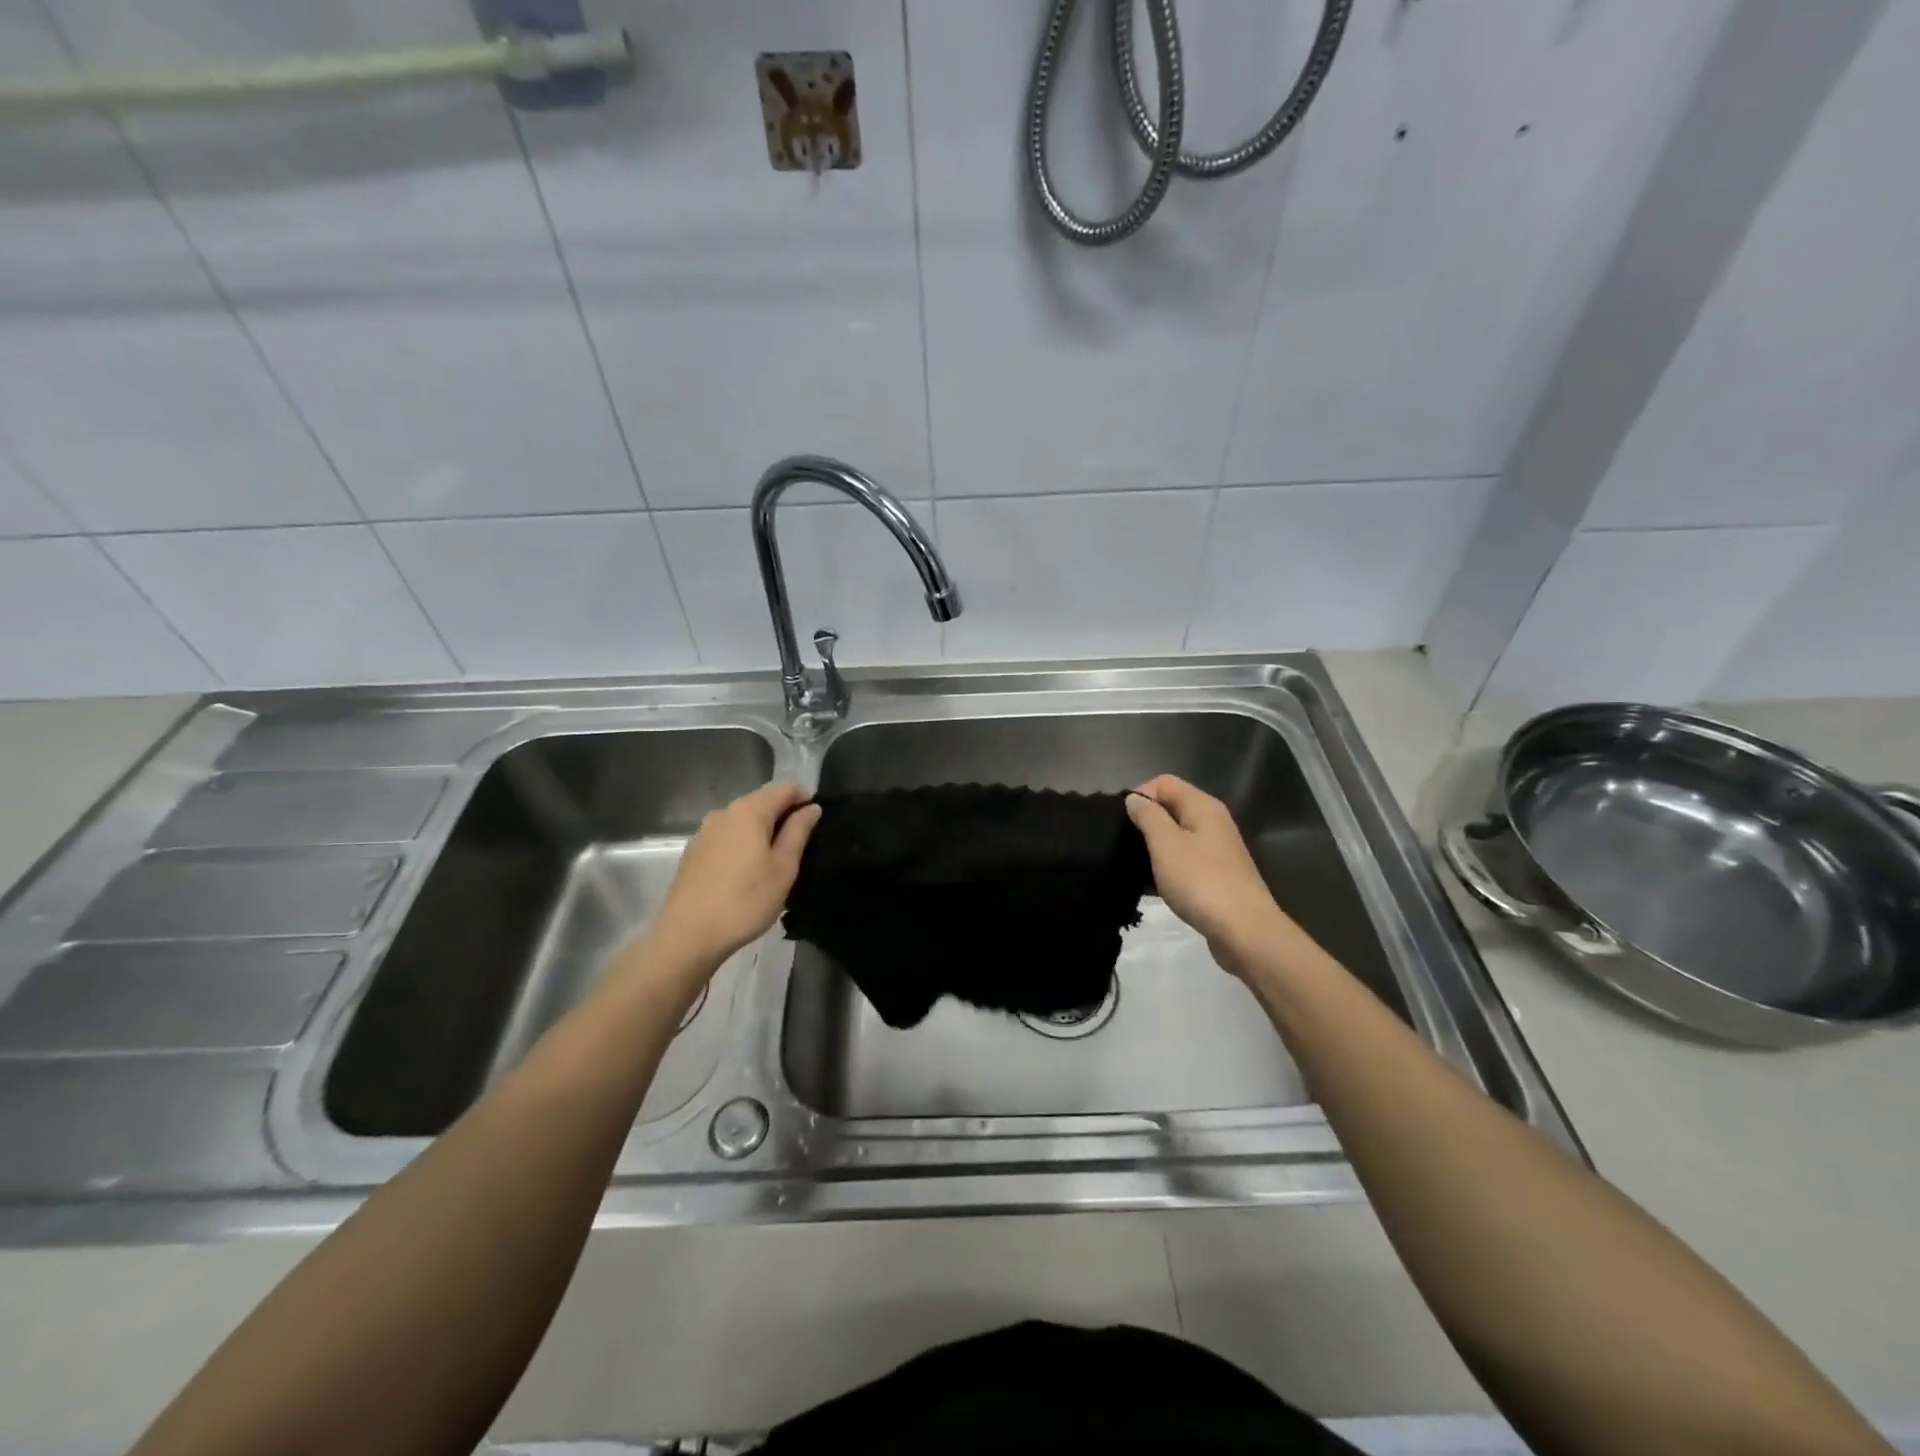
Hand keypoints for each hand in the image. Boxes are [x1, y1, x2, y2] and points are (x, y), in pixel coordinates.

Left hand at [652, 782, 821, 969]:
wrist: (688, 935)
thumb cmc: (745, 900)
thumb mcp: (783, 868)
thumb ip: (798, 832)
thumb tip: (811, 808)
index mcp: (749, 811)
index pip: (784, 788)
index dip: (804, 797)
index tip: (818, 819)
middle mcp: (724, 813)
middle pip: (761, 801)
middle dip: (784, 814)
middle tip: (802, 843)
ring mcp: (705, 833)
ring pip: (743, 821)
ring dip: (763, 831)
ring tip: (777, 859)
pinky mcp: (694, 853)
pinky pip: (727, 837)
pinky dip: (743, 844)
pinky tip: (748, 871)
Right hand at [1126, 775, 1294, 974]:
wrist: (1244, 930)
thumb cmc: (1200, 881)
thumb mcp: (1165, 844)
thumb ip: (1148, 816)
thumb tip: (1134, 799)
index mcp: (1202, 806)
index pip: (1164, 783)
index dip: (1140, 796)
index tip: (1121, 822)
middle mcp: (1213, 821)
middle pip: (1171, 807)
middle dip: (1145, 821)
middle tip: (1124, 844)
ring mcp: (1217, 850)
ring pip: (1177, 836)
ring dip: (1154, 847)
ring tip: (1134, 865)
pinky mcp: (1217, 875)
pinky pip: (1185, 860)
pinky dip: (1167, 867)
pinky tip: (1152, 885)